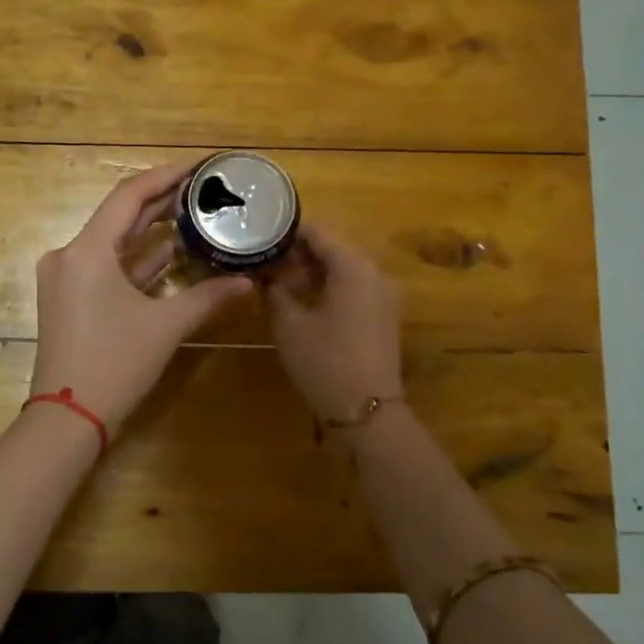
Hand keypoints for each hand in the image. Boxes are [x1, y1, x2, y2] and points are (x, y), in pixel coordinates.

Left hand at [31, 159, 254, 436]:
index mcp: (87, 251)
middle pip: (120, 216)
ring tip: (193, 214)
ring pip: (113, 242)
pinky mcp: (69, 299)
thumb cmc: (115, 365)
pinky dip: (137, 261)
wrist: (67, 420)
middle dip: (162, 201)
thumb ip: (207, 297)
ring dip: (151, 231)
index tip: (198, 165)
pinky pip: (106, 267)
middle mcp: (69, 255)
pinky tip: (171, 253)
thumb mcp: (165, 327)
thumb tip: (246, 281)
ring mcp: (66, 278)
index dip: (166, 175)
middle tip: (203, 188)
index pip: (129, 195)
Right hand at [264, 222, 404, 420]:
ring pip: (343, 268)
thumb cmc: (324, 361)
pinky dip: (329, 287)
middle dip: (298, 253)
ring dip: (312, 271)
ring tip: (278, 282)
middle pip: (333, 248)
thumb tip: (265, 274)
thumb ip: (274, 290)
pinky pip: (353, 287)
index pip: (318, 232)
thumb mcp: (288, 323)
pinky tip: (302, 301)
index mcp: (353, 267)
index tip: (260, 236)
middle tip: (265, 262)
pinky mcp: (383, 315)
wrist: (366, 411)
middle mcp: (374, 273)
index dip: (287, 232)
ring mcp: (383, 295)